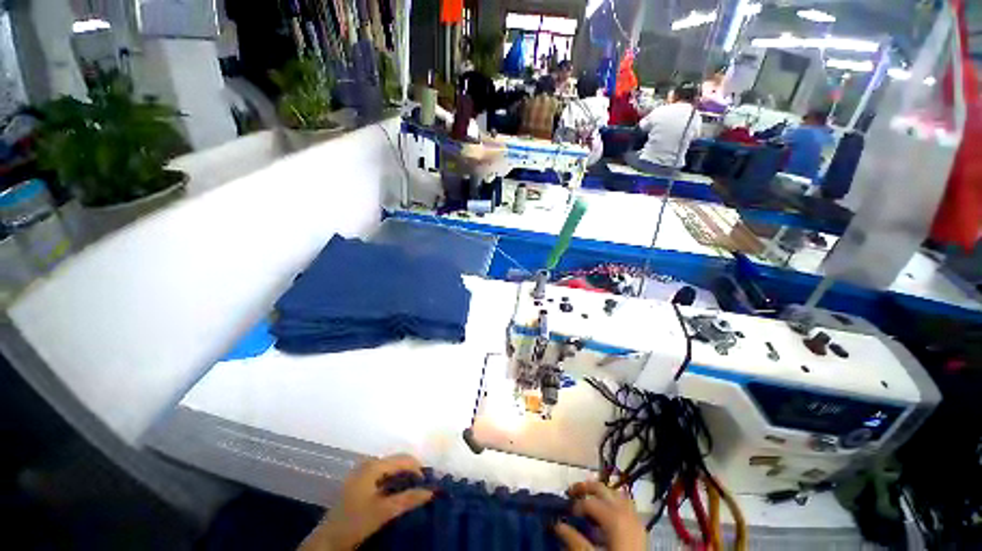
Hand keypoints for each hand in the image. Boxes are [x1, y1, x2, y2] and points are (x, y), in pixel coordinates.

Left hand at [300, 454, 433, 550]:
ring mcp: (362, 472)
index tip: (427, 483)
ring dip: (402, 476)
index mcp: (373, 466)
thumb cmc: (354, 523)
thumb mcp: (383, 511)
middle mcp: (368, 464)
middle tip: (422, 486)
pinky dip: (393, 481)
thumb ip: (408, 499)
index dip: (417, 468)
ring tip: (413, 489)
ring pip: (390, 468)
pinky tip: (397, 492)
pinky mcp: (359, 482)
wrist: (327, 541)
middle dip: (411, 471)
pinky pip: (382, 475)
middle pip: (396, 461)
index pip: (403, 458)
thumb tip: (431, 491)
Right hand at [555, 481, 645, 550]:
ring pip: (613, 493)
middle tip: (570, 492)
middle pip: (602, 488)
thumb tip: (557, 525)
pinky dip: (611, 502)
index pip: (588, 502)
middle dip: (584, 487)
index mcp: (613, 515)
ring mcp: (634, 517)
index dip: (574, 505)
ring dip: (599, 493)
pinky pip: (624, 504)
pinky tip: (605, 512)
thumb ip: (574, 540)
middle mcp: (625, 510)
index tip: (565, 514)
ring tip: (586, 499)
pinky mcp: (639, 526)